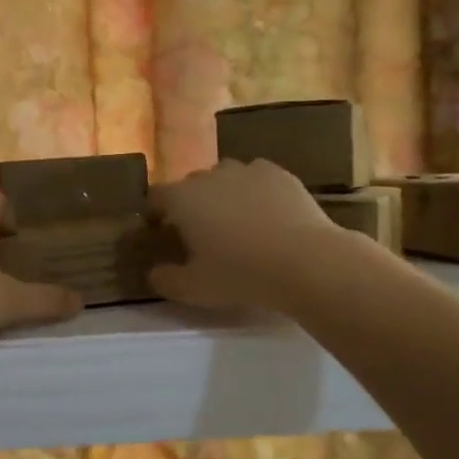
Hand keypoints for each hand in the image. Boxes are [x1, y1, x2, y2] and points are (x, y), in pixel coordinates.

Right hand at [148, 159, 346, 311]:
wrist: (305, 261)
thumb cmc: (240, 274)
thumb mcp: (194, 289)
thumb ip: (166, 280)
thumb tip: (154, 272)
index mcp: (182, 199)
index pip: (155, 196)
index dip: (155, 212)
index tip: (160, 231)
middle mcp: (209, 175)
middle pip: (190, 185)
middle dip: (190, 204)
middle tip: (200, 233)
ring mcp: (246, 170)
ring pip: (225, 177)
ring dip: (223, 194)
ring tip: (236, 222)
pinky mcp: (279, 173)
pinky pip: (256, 178)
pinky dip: (254, 192)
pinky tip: (266, 215)